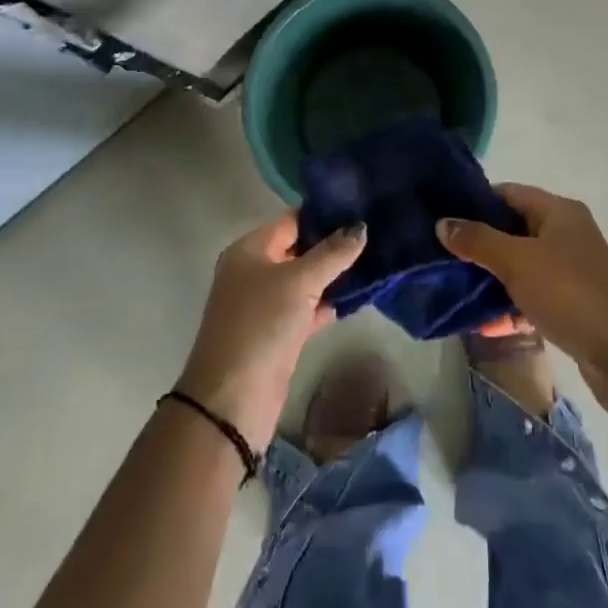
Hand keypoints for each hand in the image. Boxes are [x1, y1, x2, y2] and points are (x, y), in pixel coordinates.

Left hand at [175, 213, 366, 451]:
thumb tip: (360, 227)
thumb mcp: (300, 281)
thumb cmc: (262, 324)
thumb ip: (332, 253)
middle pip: (298, 249)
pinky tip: (355, 299)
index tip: (361, 207)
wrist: (232, 400)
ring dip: (333, 276)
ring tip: (374, 262)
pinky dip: (326, 304)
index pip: (291, 220)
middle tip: (374, 234)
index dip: (323, 214)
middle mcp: (253, 272)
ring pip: (305, 280)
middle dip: (333, 244)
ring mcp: (264, 305)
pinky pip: (306, 308)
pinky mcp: (276, 334)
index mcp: (249, 250)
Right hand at [439, 184, 607, 411]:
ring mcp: (572, 269)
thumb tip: (442, 223)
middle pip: (514, 229)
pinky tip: (485, 320)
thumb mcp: (517, 262)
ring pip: (522, 264)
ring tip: (455, 286)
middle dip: (480, 242)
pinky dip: (511, 302)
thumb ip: (478, 240)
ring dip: (493, 275)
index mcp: (559, 211)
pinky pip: (533, 293)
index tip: (443, 217)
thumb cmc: (569, 294)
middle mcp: (568, 233)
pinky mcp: (572, 302)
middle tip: (443, 254)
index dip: (476, 202)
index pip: (509, 193)